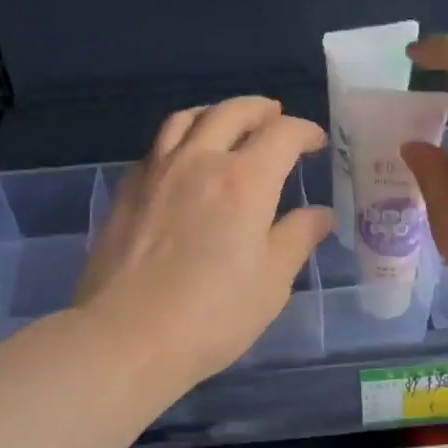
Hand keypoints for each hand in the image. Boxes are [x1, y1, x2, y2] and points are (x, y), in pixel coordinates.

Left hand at [76, 97, 334, 387]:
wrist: (127, 337)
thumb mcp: (272, 282)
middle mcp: (200, 161)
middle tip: (276, 118)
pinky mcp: (127, 191)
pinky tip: (184, 161)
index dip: (304, 131)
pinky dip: (181, 139)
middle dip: (260, 110)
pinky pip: (158, 146)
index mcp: (245, 181)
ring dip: (216, 113)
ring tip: (228, 124)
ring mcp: (157, 172)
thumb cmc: (214, 316)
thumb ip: (297, 238)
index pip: (282, 135)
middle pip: (232, 113)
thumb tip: (320, 214)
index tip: (316, 142)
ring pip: (187, 119)